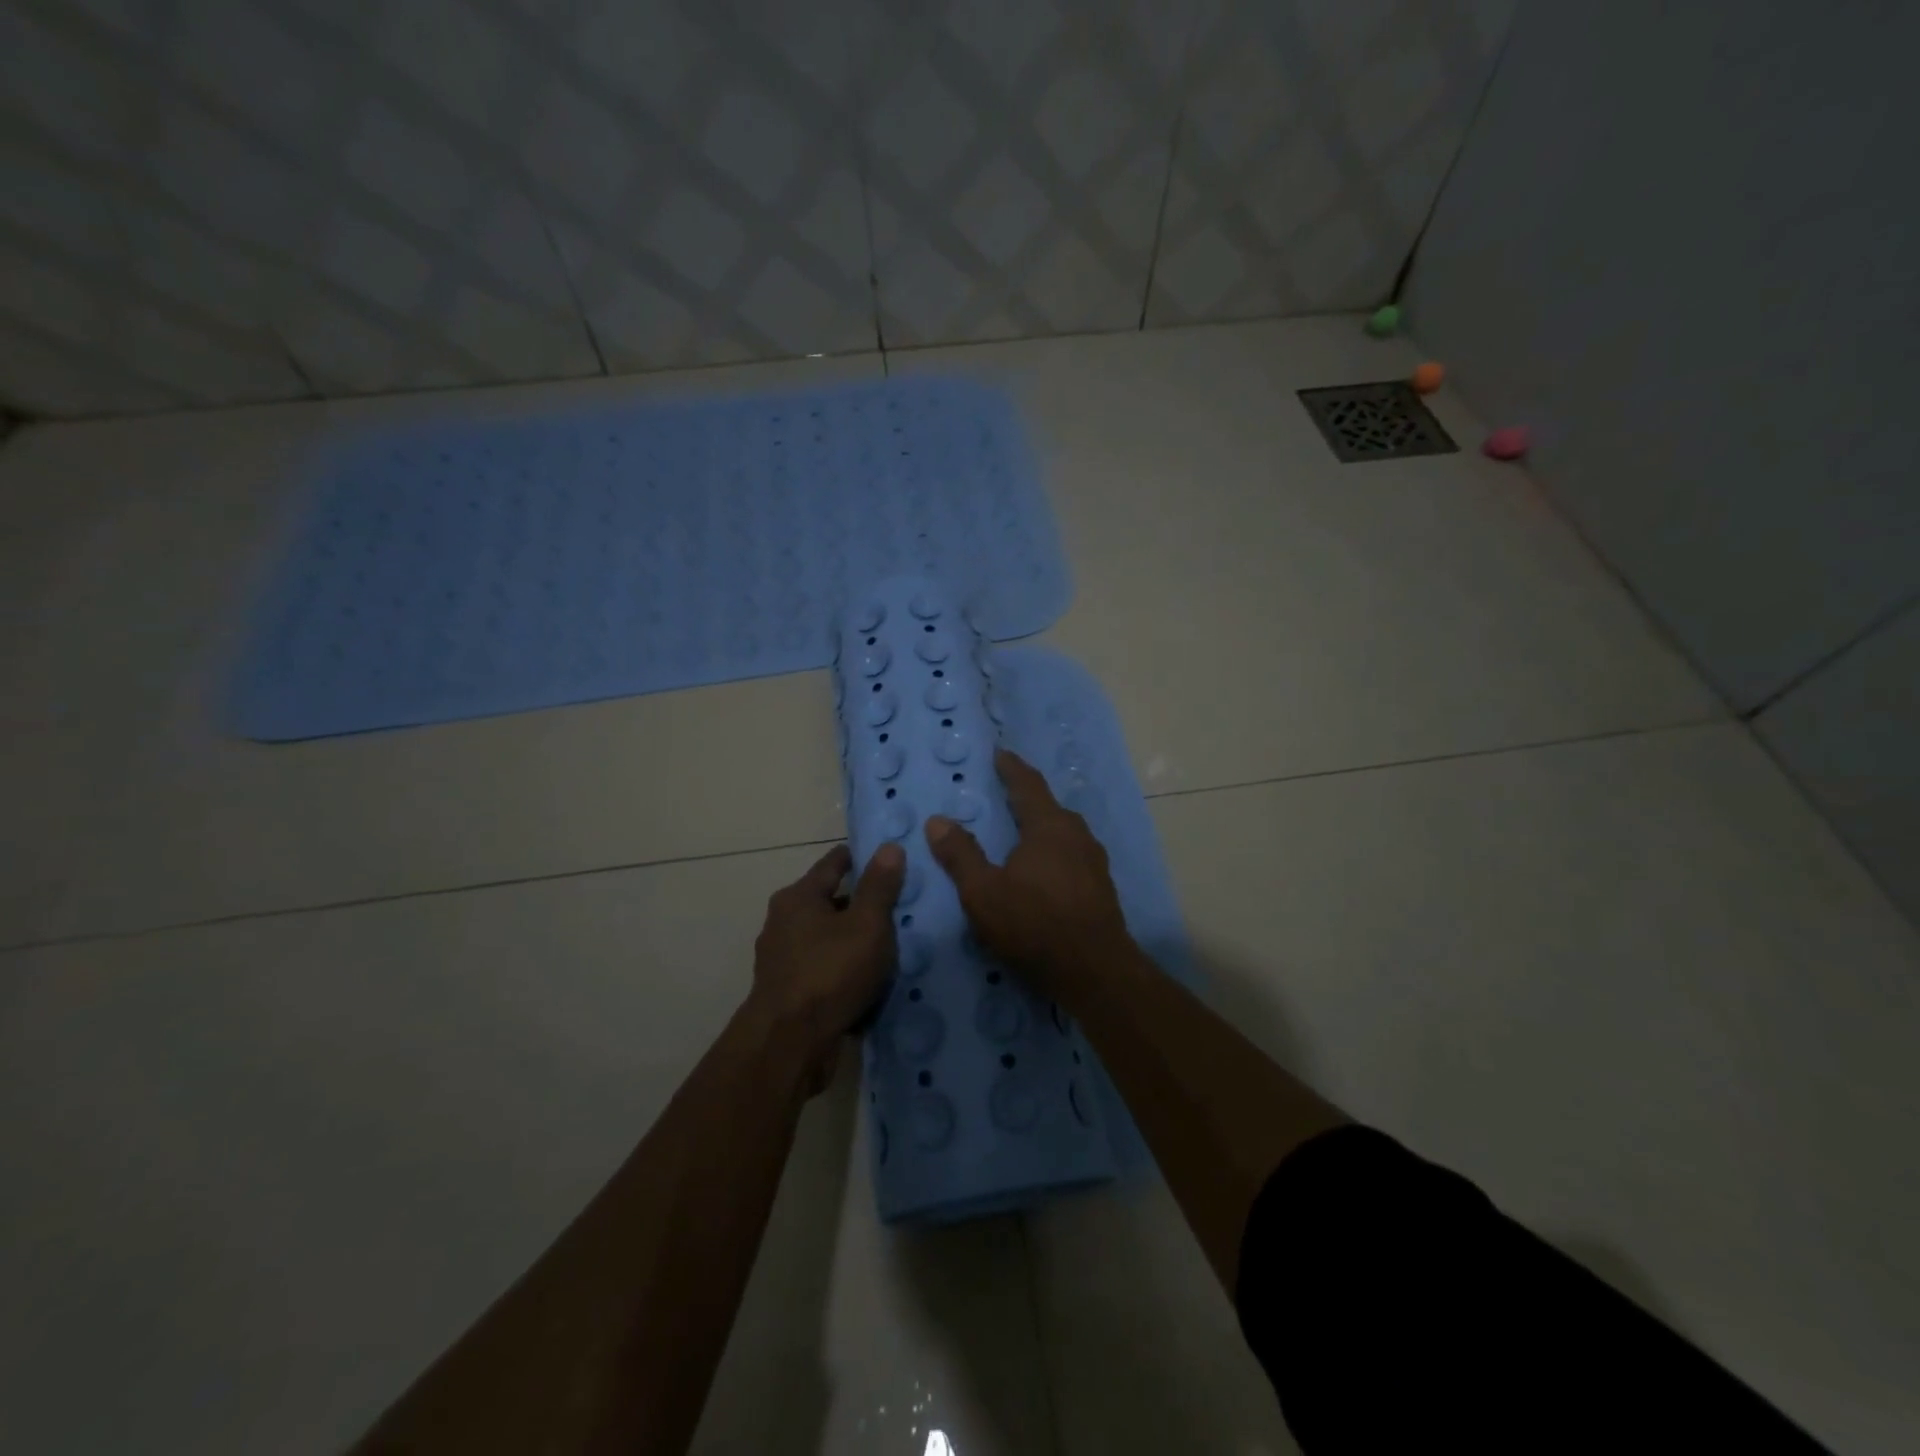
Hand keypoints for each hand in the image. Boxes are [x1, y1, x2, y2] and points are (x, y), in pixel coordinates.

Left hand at [750, 842, 904, 1092]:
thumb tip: (889, 847)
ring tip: (891, 945)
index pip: (834, 862)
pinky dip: (843, 969)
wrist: (789, 1045)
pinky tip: (868, 980)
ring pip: (827, 938)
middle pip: (829, 901)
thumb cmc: (830, 973)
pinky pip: (823, 969)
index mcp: (798, 897)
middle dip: (861, 902)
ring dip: (853, 940)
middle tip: (900, 905)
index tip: (890, 858)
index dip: (862, 857)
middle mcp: (783, 922)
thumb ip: (880, 886)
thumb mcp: (867, 924)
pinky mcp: (787, 992)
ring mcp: (782, 959)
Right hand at [924, 749, 1133, 997]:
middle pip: (1048, 807)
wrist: (1095, 971)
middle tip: (1003, 795)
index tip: (1000, 754)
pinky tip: (1043, 870)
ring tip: (1020, 833)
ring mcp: (1094, 861)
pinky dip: (1053, 852)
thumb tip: (938, 820)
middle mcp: (1076, 834)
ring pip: (1063, 832)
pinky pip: (1072, 855)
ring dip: (1041, 827)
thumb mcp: (984, 892)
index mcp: (1049, 826)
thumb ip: (961, 854)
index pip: (1027, 784)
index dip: (1011, 768)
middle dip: (1026, 798)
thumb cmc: (1034, 924)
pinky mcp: (1100, 886)